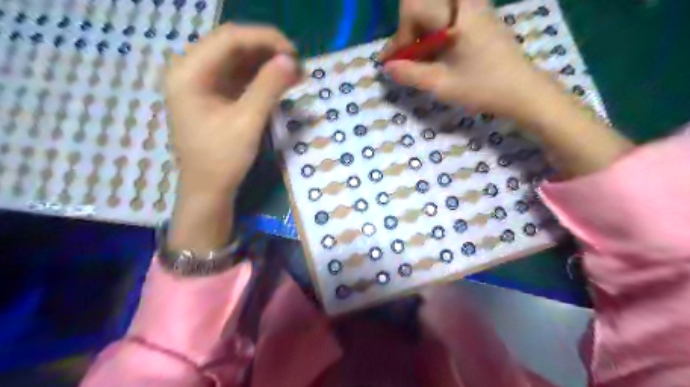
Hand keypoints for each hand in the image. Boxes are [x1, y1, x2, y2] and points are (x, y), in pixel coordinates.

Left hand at [164, 24, 300, 252]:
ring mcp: (202, 83)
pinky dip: (261, 78)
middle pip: (233, 46)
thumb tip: (291, 60)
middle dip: (268, 52)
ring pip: (238, 61)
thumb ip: (268, 87)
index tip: (294, 53)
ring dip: (267, 64)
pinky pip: (239, 77)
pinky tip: (281, 83)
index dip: (265, 39)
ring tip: (295, 74)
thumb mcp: (247, 122)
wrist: (208, 190)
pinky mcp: (214, 96)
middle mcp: (191, 71)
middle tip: (298, 65)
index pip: (229, 38)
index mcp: (189, 73)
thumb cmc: (222, 159)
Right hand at [382, 1, 559, 122]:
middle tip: (403, 60)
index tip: (394, 61)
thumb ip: (410, 74)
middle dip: (407, 33)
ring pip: (434, 9)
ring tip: (418, 59)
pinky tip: (435, 53)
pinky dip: (434, 31)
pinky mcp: (480, 15)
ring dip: (420, 32)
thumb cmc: (482, 88)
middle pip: (422, 5)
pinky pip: (447, 15)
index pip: (413, 8)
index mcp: (456, 16)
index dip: (399, 36)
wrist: (522, 90)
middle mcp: (465, 3)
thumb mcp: (441, 85)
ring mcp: (475, 7)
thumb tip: (387, 67)